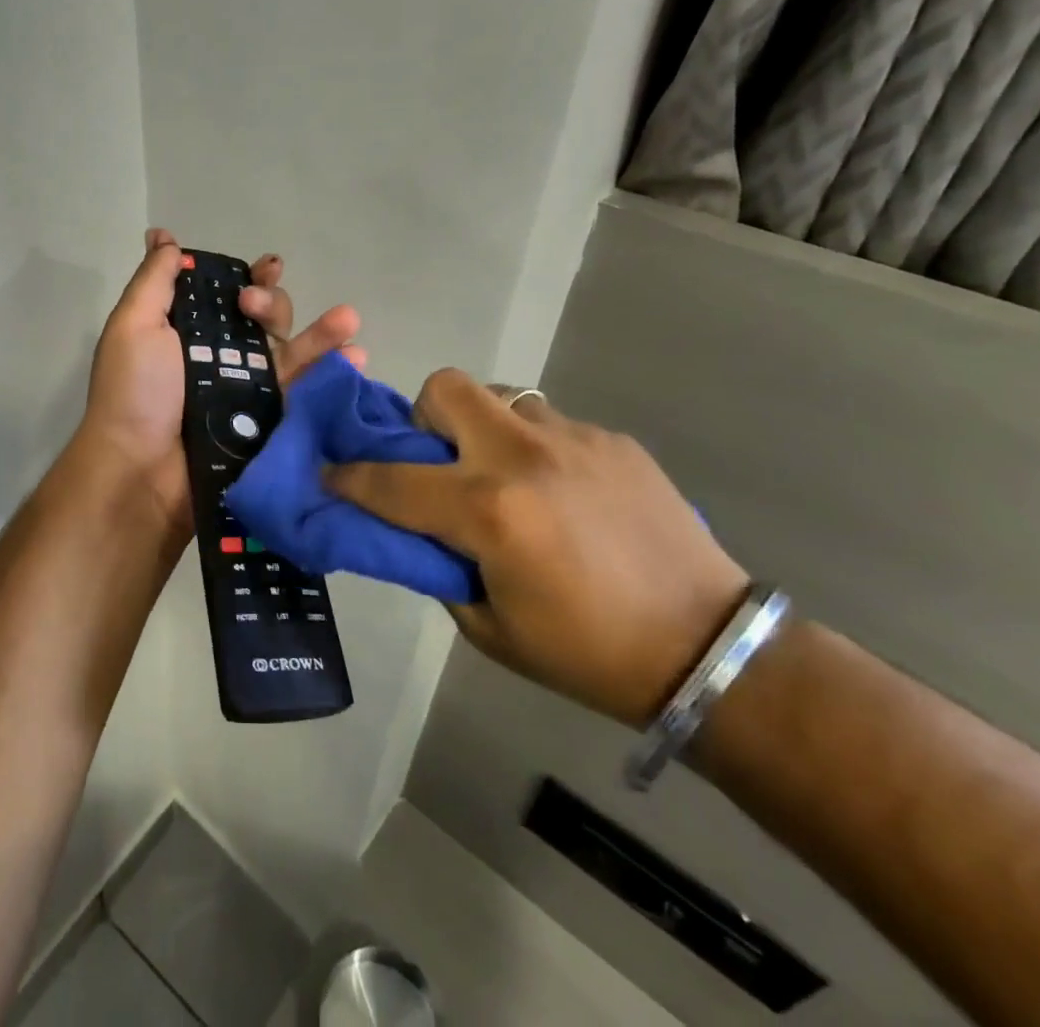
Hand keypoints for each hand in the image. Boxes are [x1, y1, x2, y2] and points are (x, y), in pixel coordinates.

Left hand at [80, 228, 363, 542]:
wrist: (142, 471)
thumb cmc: (135, 392)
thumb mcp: (134, 325)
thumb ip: (154, 280)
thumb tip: (161, 235)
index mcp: (193, 332)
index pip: (230, 296)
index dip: (252, 278)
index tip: (267, 266)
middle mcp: (225, 358)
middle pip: (266, 321)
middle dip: (272, 304)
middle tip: (254, 308)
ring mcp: (251, 392)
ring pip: (294, 354)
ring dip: (324, 333)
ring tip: (348, 319)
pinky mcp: (271, 424)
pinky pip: (307, 394)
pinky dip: (334, 375)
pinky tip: (356, 359)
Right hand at [328, 369, 746, 727]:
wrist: (708, 649)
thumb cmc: (586, 652)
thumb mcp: (489, 626)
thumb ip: (439, 565)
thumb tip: (413, 528)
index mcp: (488, 510)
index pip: (391, 480)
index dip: (349, 476)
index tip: (331, 473)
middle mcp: (524, 456)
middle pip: (447, 388)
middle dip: (425, 417)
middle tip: (441, 462)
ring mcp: (574, 439)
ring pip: (502, 397)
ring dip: (486, 430)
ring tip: (508, 479)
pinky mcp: (612, 440)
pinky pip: (551, 425)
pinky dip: (538, 451)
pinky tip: (565, 497)